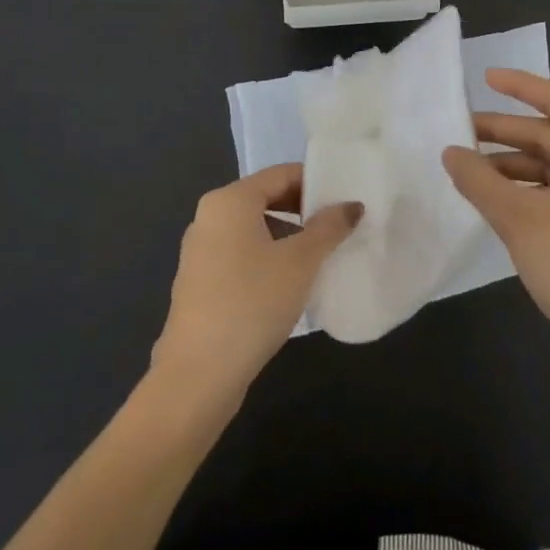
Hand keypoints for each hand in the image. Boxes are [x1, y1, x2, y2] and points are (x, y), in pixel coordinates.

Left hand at [150, 164, 361, 402]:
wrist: (197, 375)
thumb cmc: (252, 303)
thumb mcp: (301, 262)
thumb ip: (329, 227)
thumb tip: (352, 206)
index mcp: (229, 201)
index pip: (281, 174)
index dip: (316, 182)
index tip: (346, 200)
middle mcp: (209, 217)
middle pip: (266, 198)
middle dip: (304, 210)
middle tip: (339, 228)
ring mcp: (200, 251)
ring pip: (254, 229)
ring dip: (288, 237)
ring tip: (320, 258)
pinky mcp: (199, 283)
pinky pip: (241, 255)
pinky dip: (268, 258)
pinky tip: (290, 285)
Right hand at [442, 71, 549, 384]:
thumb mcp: (519, 219)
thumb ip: (479, 180)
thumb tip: (450, 152)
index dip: (518, 86)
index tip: (484, 78)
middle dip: (507, 133)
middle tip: (462, 134)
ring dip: (518, 166)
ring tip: (473, 174)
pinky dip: (536, 190)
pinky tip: (504, 203)